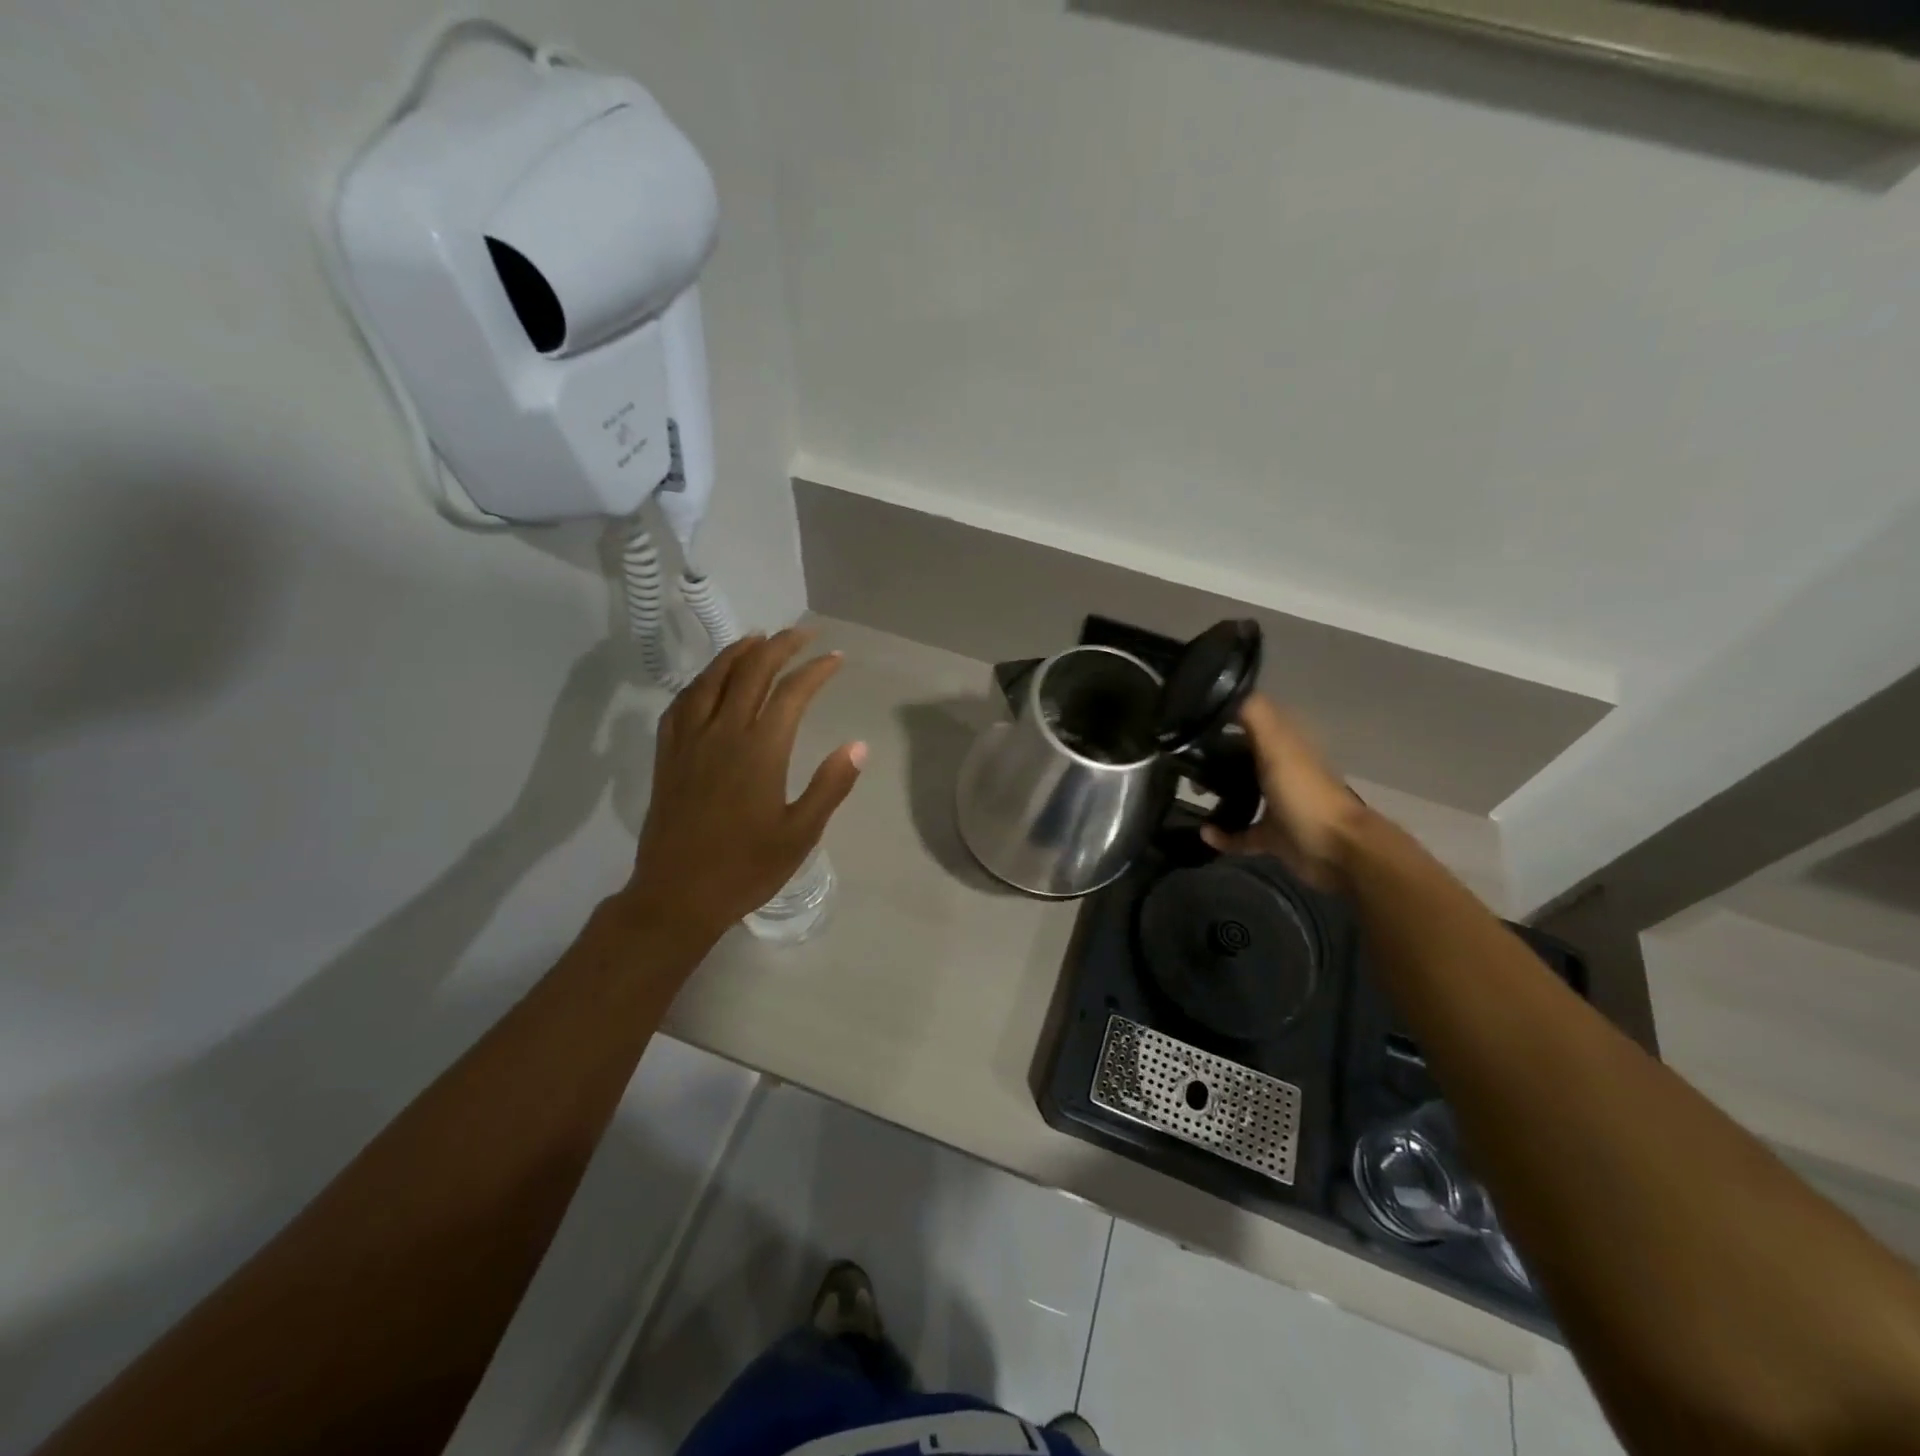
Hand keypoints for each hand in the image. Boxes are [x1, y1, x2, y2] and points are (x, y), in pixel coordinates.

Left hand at [621, 629, 865, 943]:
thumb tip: (857, 745)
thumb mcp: (800, 834)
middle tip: (802, 633)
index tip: (836, 659)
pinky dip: (700, 682)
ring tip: (757, 638)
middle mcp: (722, 734)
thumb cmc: (746, 868)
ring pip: (711, 680)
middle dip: (779, 646)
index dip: (816, 670)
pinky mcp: (667, 756)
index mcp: (760, 751)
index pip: (791, 693)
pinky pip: (681, 704)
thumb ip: (830, 786)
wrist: (677, 896)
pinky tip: (709, 681)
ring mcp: (689, 742)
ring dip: (737, 653)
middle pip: (750, 673)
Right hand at [1200, 695, 1363, 888]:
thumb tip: (1228, 690)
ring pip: (1242, 793)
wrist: (1336, 850)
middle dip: (1215, 756)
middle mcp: (1281, 771)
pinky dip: (1223, 834)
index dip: (1226, 717)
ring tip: (1193, 791)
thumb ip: (1255, 716)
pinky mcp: (1273, 836)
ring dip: (1219, 792)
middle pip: (1243, 757)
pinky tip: (1205, 833)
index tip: (1192, 718)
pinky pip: (1241, 834)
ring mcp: (1278, 805)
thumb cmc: (1304, 794)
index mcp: (1284, 746)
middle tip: (1186, 759)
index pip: (1252, 722)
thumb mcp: (1277, 747)